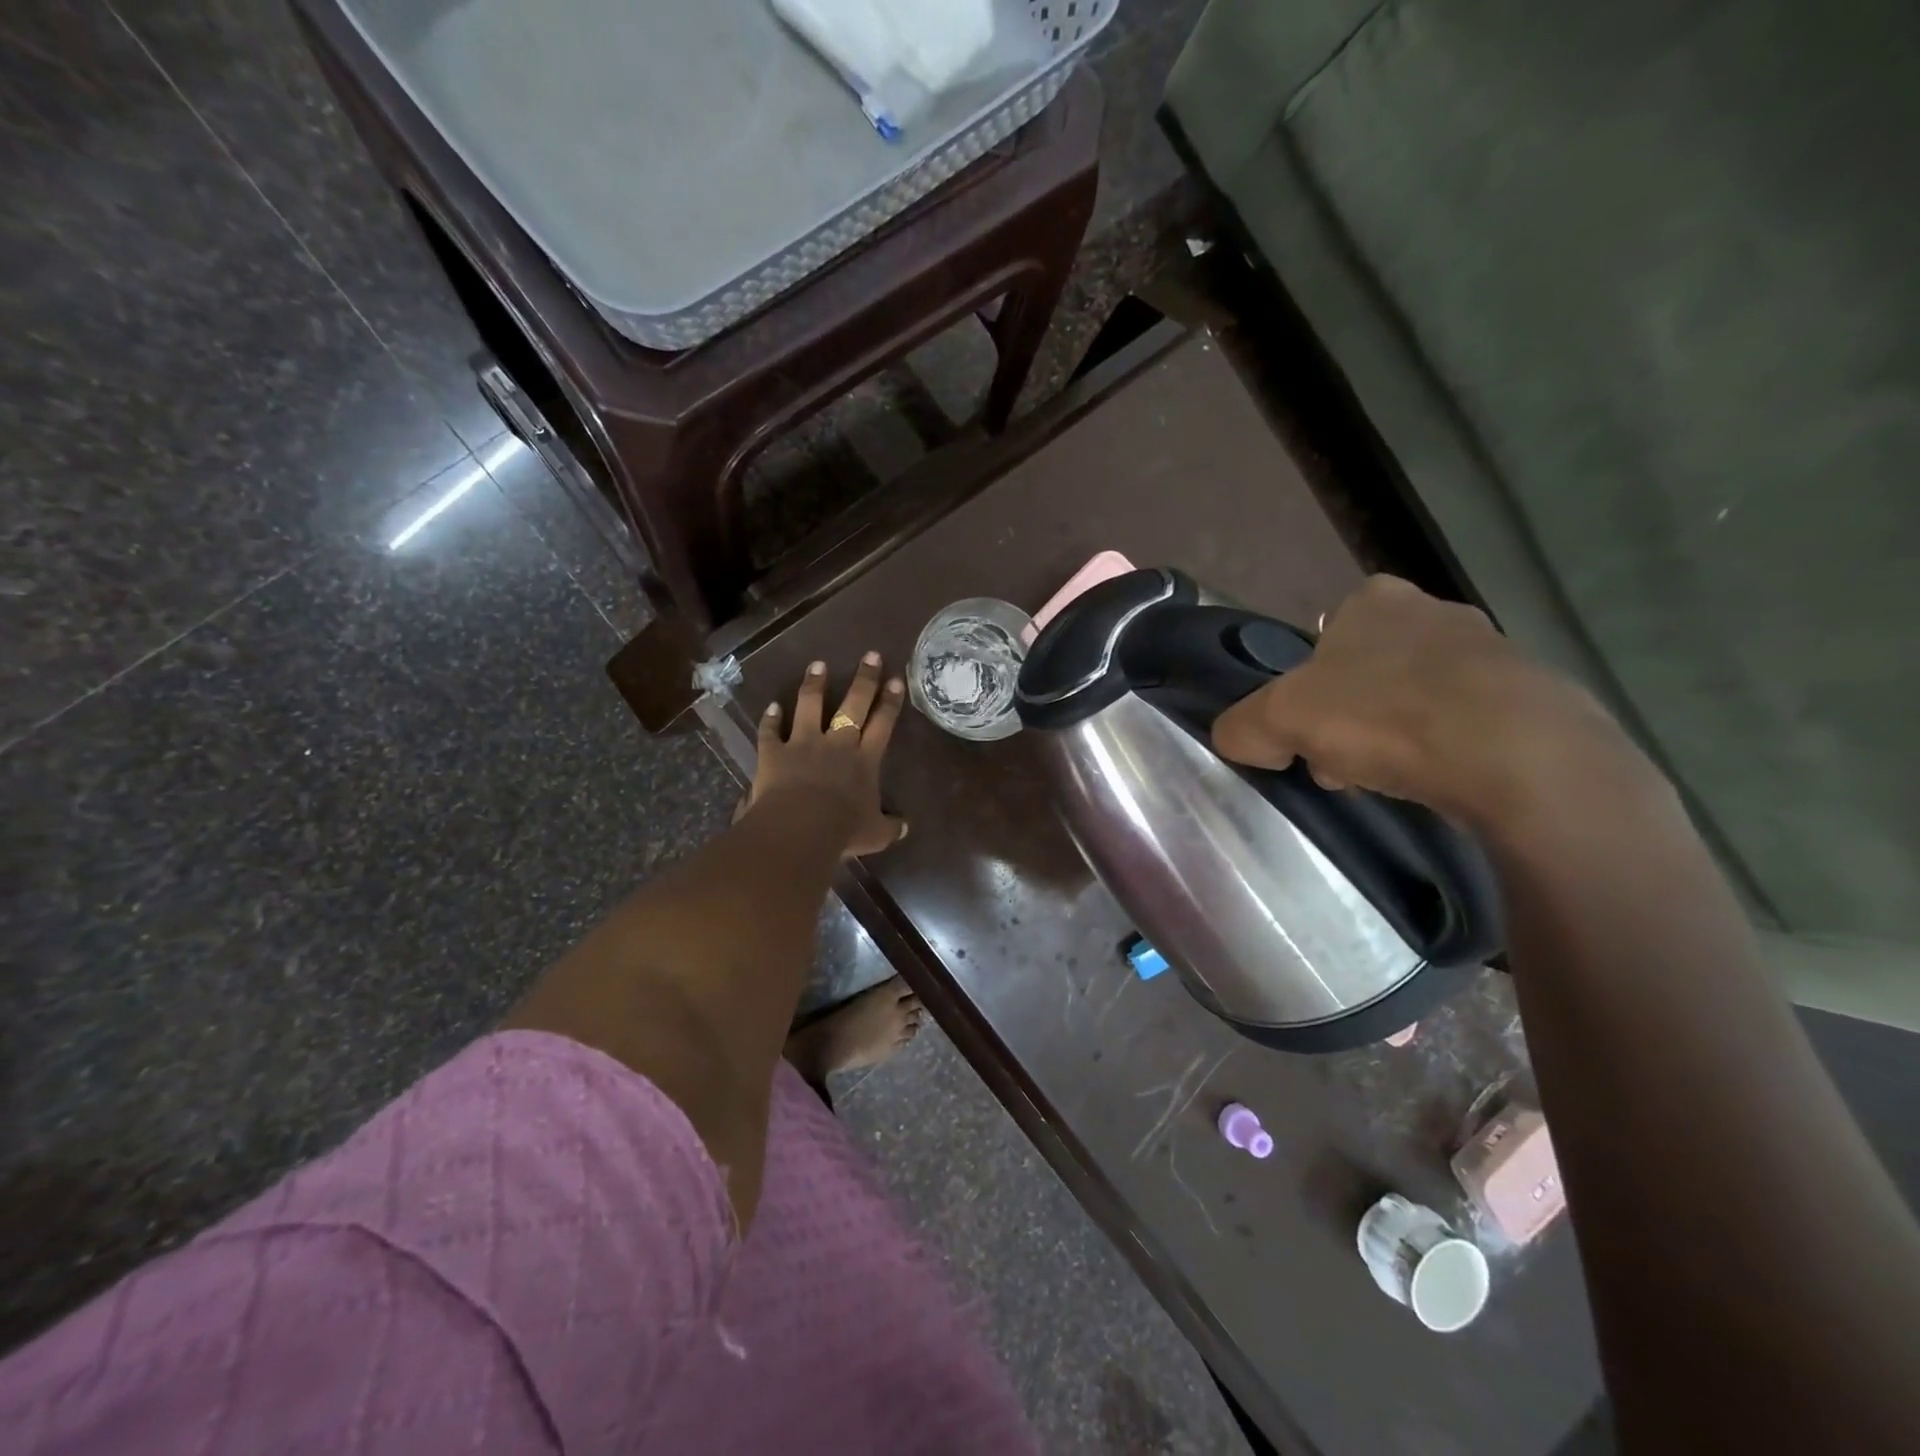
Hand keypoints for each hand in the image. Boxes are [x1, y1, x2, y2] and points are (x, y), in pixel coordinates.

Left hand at [750, 653, 907, 857]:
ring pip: (810, 705)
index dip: (891, 702)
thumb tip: (905, 828)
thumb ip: (890, 827)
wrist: (800, 827)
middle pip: (853, 704)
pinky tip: (771, 707)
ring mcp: (803, 743)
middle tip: (871, 656)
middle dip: (864, 679)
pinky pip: (770, 731)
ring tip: (817, 665)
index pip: (883, 723)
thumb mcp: (875, 834)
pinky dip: (770, 719)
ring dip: (814, 684)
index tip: (896, 680)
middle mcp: (837, 743)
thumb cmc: (843, 830)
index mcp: (864, 759)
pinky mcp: (775, 752)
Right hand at [1211, 575, 1639, 832]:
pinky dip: (1445, 750)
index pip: (1323, 641)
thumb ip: (1242, 726)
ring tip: (1391, 780)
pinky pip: (1465, 723)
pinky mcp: (1532, 695)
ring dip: (1395, 736)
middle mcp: (1434, 610)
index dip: (1307, 691)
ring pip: (1414, 698)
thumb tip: (1241, 741)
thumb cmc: (1384, 717)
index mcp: (1374, 600)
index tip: (1309, 734)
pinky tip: (1441, 781)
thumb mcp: (1278, 720)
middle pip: (1367, 672)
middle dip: (1349, 718)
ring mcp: (1491, 649)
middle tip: (1343, 764)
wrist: (1517, 756)